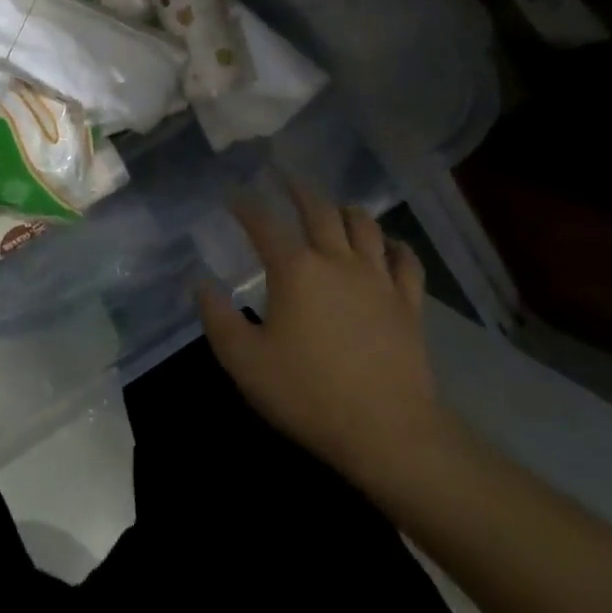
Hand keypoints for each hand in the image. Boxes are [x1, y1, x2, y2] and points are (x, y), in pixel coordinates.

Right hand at [197, 184, 450, 488]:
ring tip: (336, 207)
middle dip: (299, 191)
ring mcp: (378, 280)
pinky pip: (406, 262)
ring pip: (365, 227)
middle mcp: (337, 261)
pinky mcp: (408, 304)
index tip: (234, 196)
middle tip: (287, 180)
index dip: (246, 207)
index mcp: (295, 270)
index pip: (265, 225)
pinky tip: (390, 245)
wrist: (387, 432)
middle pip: (320, 210)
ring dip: (347, 210)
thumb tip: (202, 285)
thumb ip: (218, 318)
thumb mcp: (244, 361)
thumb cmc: (307, 393)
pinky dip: (396, 246)